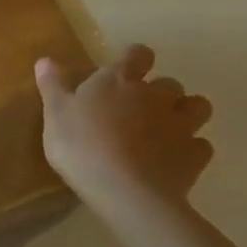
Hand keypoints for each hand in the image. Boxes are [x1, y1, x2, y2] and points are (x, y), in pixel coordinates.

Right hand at [34, 45, 213, 215]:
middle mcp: (155, 95)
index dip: (134, 59)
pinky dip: (191, 148)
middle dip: (160, 91)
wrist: (126, 192)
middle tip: (140, 109)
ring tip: (167, 128)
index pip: (138, 54)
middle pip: (170, 82)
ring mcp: (180, 125)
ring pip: (198, 107)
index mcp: (119, 80)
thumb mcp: (54, 115)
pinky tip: (175, 159)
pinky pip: (201, 145)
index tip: (125, 69)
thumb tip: (45, 59)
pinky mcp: (195, 156)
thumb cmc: (82, 146)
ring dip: (186, 112)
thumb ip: (53, 86)